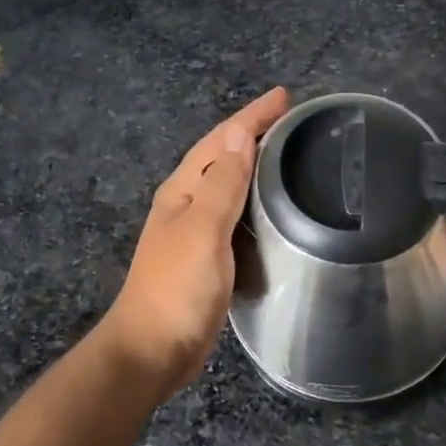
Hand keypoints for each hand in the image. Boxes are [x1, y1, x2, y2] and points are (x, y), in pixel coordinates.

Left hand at [96, 86, 290, 400]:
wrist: (152, 350)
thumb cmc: (177, 288)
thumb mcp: (203, 230)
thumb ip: (222, 183)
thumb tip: (238, 132)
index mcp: (183, 191)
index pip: (220, 141)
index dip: (250, 117)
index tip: (283, 96)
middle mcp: (187, 204)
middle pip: (222, 157)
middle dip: (253, 134)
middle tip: (293, 120)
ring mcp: (196, 232)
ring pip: (229, 186)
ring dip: (254, 165)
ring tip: (289, 153)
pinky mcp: (208, 258)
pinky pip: (235, 215)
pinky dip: (255, 201)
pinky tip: (273, 207)